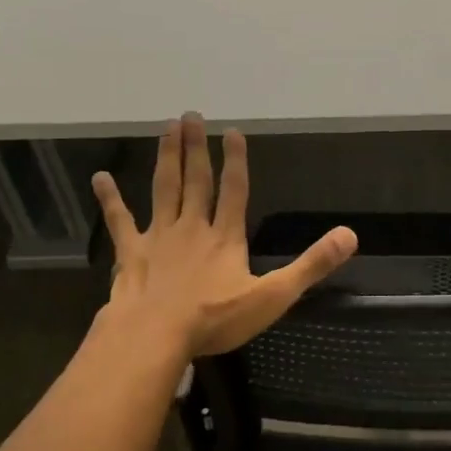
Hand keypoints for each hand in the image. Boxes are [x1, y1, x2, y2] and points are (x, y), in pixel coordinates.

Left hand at [90, 114, 357, 358]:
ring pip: (164, 189)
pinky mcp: (131, 252)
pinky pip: (120, 221)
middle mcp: (193, 228)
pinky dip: (110, 199)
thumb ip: (311, 265)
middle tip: (191, 115)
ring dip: (166, 158)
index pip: (234, 191)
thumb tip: (350, 236)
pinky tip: (100, 177)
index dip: (236, 161)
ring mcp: (159, 237)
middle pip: (196, 181)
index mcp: (226, 238)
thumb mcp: (273, 296)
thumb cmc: (215, 319)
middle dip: (196, 148)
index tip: (232, 131)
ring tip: (166, 129)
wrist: (156, 335)